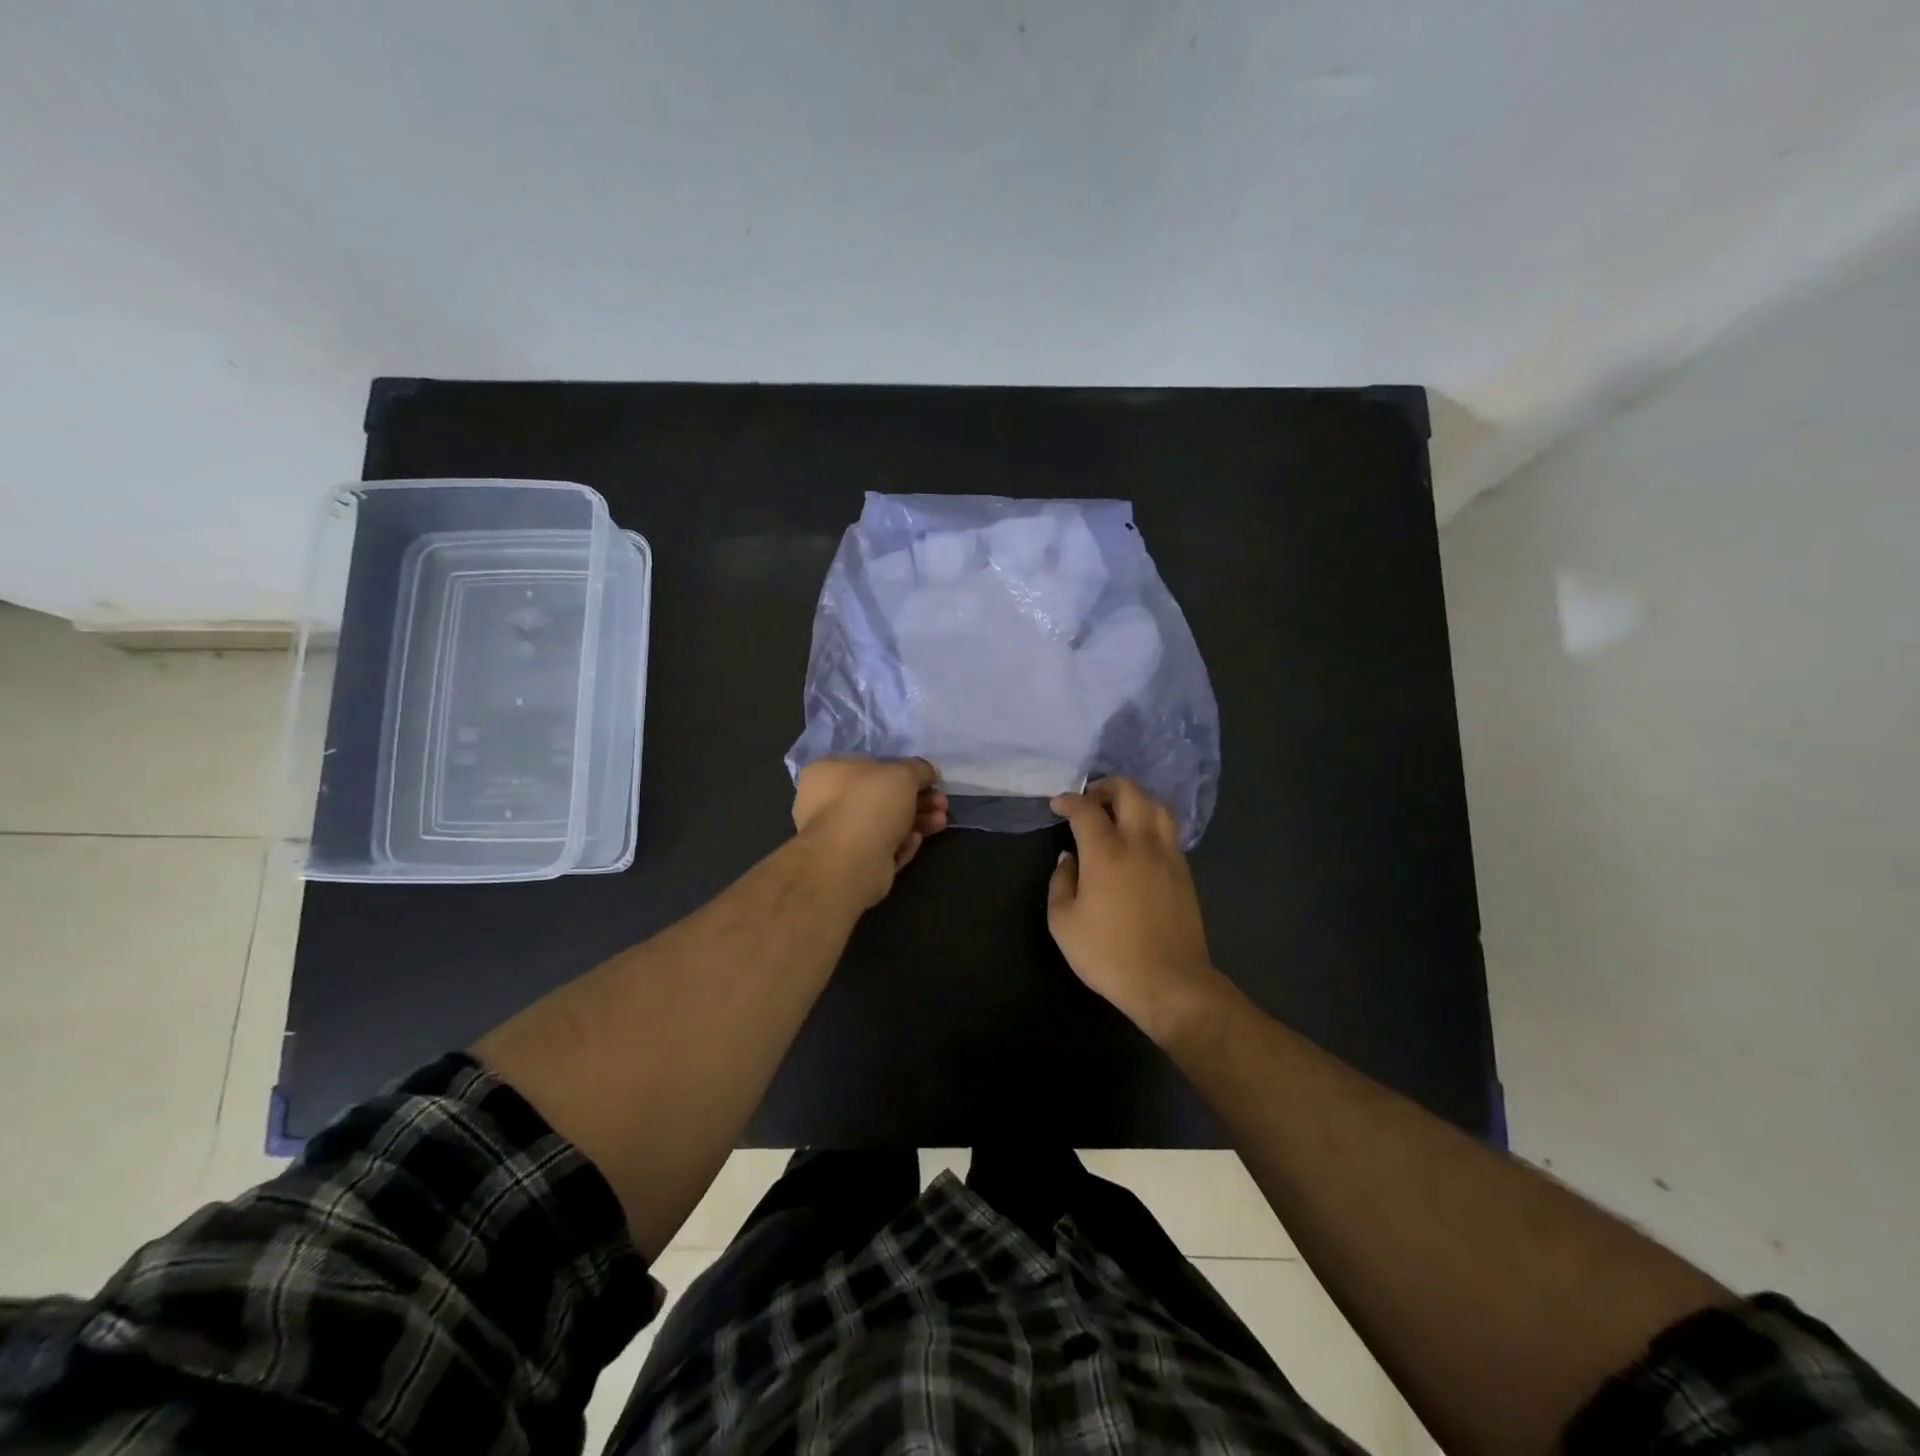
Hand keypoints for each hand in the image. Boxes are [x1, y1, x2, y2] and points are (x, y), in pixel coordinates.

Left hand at [793, 757, 948, 908]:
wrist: (851, 861)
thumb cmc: (870, 803)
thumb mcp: (903, 773)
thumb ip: (918, 769)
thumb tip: (927, 773)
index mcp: (827, 772)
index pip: (869, 766)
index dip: (902, 771)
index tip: (929, 780)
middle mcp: (826, 802)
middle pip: (882, 797)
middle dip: (917, 799)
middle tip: (941, 803)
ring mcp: (838, 836)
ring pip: (885, 824)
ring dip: (917, 821)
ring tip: (940, 822)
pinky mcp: (852, 863)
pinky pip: (883, 848)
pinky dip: (902, 844)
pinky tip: (915, 841)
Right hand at [1047, 778, 1223, 1042]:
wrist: (1169, 982)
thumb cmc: (1108, 954)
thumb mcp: (1064, 922)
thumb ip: (1061, 882)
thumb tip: (1069, 858)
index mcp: (1106, 852)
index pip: (1086, 809)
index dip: (1069, 800)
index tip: (1057, 804)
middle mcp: (1140, 842)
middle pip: (1129, 792)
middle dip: (1106, 786)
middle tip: (1089, 799)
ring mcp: (1168, 854)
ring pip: (1156, 805)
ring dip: (1134, 798)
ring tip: (1117, 811)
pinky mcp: (1184, 871)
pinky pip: (1168, 829)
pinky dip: (1150, 820)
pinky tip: (1139, 838)